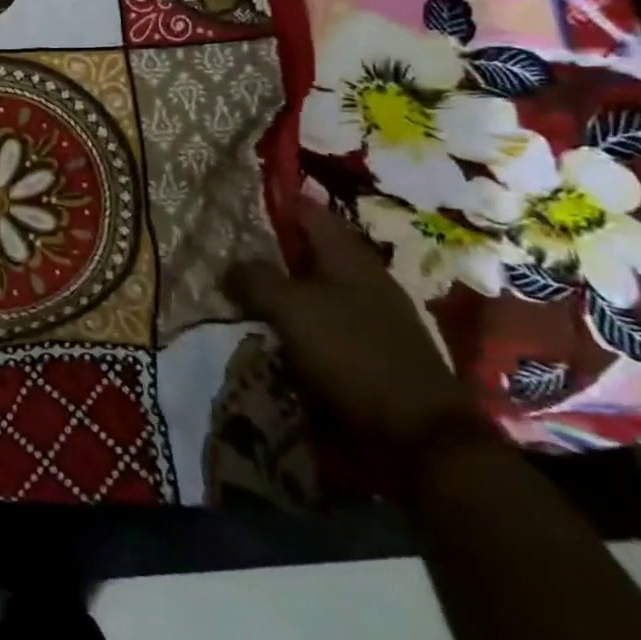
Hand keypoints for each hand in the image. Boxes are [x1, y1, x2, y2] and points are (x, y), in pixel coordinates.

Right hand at [224, 199, 480, 460]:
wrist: (417, 437)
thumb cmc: (353, 355)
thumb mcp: (292, 309)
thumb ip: (255, 279)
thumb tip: (229, 267)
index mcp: (348, 258)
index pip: (308, 211)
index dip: (274, 203)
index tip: (235, 204)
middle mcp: (360, 281)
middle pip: (306, 253)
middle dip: (267, 252)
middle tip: (223, 254)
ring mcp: (366, 319)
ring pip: (309, 292)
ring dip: (276, 295)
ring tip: (235, 298)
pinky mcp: (364, 355)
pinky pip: (316, 329)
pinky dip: (291, 329)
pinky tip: (265, 338)